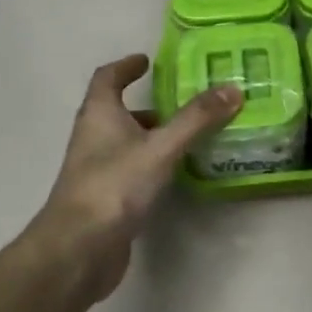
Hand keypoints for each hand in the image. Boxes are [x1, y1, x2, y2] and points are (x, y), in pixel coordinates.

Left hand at [33, 54, 240, 302]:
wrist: (79, 249)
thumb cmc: (114, 186)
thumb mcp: (160, 148)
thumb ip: (196, 119)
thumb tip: (232, 88)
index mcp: (99, 115)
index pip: (107, 78)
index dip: (125, 66)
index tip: (147, 61)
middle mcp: (93, 138)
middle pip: (118, 112)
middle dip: (148, 105)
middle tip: (184, 103)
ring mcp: (97, 170)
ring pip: (126, 143)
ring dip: (152, 136)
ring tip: (189, 137)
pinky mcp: (106, 199)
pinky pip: (132, 170)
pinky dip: (152, 165)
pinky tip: (176, 175)